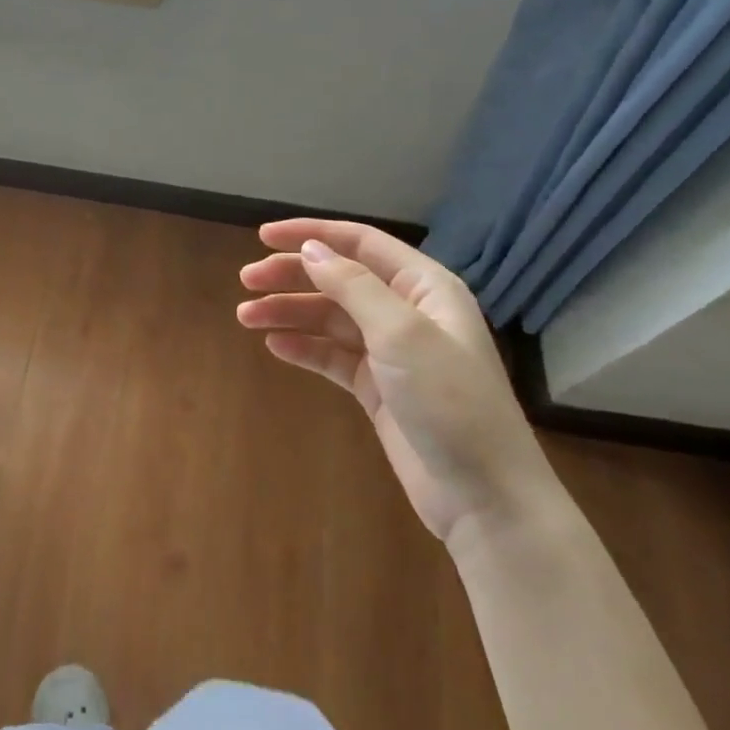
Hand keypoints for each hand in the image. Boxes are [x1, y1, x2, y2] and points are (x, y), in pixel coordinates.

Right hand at [238, 219, 558, 545]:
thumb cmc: (449, 401)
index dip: (312, 234)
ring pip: (330, 319)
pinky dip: (303, 348)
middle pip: (339, 280)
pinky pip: (332, 356)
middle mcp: (408, 312)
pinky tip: (274, 346)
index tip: (263, 236)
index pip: (361, 244)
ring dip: (289, 313)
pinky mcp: (378, 387)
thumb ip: (353, 286)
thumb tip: (310, 249)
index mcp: (425, 287)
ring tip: (247, 317)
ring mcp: (392, 352)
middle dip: (292, 276)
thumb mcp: (402, 334)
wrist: (484, 496)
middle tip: (246, 281)